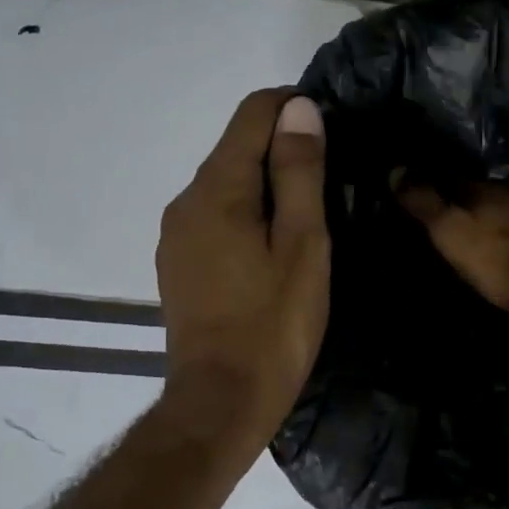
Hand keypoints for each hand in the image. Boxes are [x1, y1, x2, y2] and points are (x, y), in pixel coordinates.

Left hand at [157, 89, 328, 449]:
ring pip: (225, 184)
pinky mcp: (178, 264)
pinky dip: (246, 214)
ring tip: (308, 215)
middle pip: (235, 148)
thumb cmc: (274, 325)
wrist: (221, 401)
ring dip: (265, 184)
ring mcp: (176, 235)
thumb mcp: (302, 245)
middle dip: (281, 147)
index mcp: (218, 189)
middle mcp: (185, 201)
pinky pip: (215, 217)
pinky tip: (272, 247)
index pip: (251, 115)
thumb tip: (298, 108)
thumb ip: (299, 173)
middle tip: (331, 178)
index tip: (331, 126)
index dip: (291, 107)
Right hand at [393, 176, 508, 320]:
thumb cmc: (496, 260)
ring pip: (493, 212)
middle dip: (453, 202)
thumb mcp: (451, 231)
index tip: (409, 195)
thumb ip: (424, 202)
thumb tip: (395, 169)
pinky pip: (507, 231)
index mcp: (489, 188)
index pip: (450, 177)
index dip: (428, 185)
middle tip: (428, 217)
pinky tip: (484, 249)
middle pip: (474, 194)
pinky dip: (492, 235)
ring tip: (453, 234)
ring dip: (475, 219)